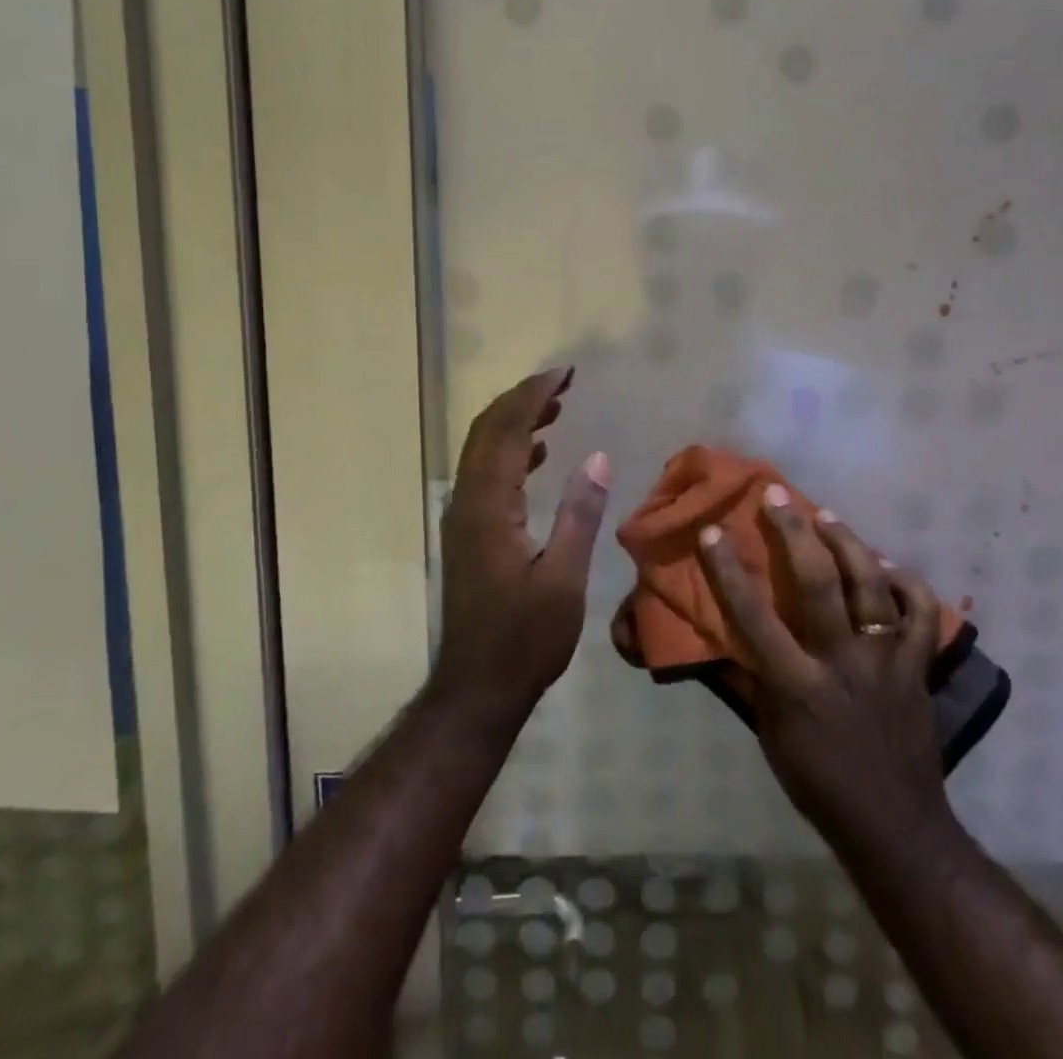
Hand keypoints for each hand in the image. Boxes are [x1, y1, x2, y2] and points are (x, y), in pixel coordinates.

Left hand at [433, 368, 610, 715]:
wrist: (477, 688)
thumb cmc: (525, 638)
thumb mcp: (564, 578)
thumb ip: (580, 514)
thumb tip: (598, 456)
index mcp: (489, 506)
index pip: (508, 431)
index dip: (534, 396)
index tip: (565, 373)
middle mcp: (468, 502)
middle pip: (487, 431)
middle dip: (522, 399)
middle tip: (562, 381)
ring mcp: (463, 517)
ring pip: (483, 450)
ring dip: (515, 421)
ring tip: (556, 406)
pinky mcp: (469, 533)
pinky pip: (486, 474)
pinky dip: (512, 451)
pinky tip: (540, 453)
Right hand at [697, 486, 951, 856]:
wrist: (894, 825)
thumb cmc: (817, 780)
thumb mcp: (769, 734)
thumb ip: (750, 678)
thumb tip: (723, 635)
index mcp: (796, 685)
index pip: (753, 616)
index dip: (727, 570)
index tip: (712, 531)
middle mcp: (842, 662)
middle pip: (819, 582)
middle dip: (795, 532)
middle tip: (778, 497)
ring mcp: (886, 661)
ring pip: (871, 585)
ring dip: (848, 543)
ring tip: (827, 517)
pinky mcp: (918, 666)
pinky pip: (920, 613)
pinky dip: (906, 583)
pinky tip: (888, 566)